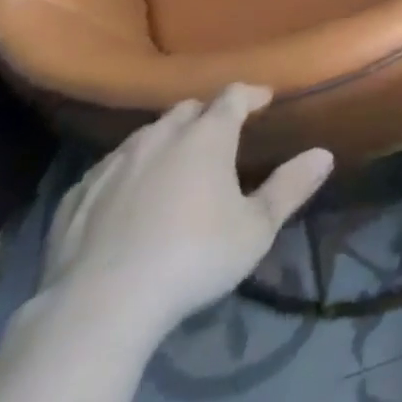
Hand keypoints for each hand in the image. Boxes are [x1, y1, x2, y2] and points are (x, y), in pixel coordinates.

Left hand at [42, 84, 332, 335]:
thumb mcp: (255, 229)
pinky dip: (123, 173)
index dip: (250, 94)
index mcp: (207, 135)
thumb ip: (290, 188)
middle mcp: (161, 136)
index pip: (233, 95)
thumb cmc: (192, 258)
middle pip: (186, 110)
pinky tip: (123, 195)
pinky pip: (106, 170)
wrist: (99, 307)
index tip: (263, 99)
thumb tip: (324, 154)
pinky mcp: (77, 196)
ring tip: (172, 162)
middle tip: (217, 134)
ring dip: (163, 141)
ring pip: (145, 136)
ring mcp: (115, 163)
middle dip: (205, 115)